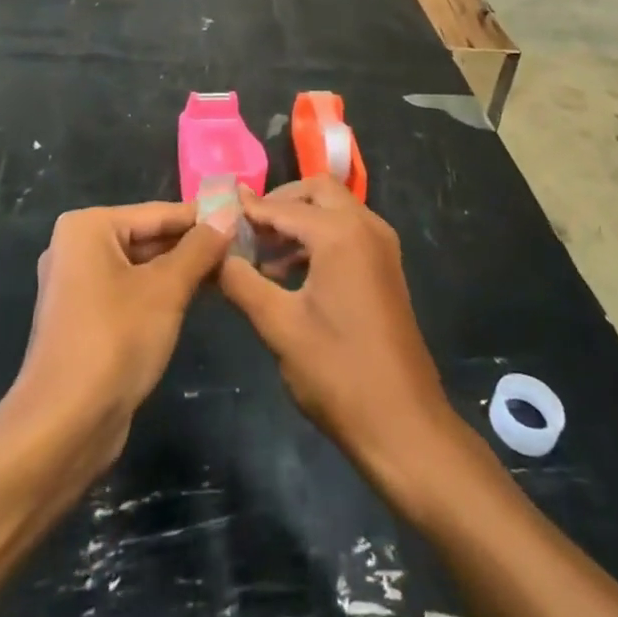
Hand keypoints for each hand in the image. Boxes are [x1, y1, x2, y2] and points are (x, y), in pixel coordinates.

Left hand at [9, 201, 231, 465]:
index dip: (203, 218)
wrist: (64, 426)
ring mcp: (77, 285)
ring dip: (181, 270)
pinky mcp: (84, 319)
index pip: (158, 213)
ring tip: (230, 271)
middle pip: (148, 236)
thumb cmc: (115, 340)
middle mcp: (77, 248)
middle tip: (242, 249)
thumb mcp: (167, 289)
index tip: (243, 220)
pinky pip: (130, 292)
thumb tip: (228, 215)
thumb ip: (199, 248)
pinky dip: (161, 293)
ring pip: (141, 266)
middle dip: (193, 246)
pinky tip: (198, 298)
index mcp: (87, 227)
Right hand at [218, 179, 452, 476]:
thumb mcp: (279, 326)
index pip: (283, 206)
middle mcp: (366, 227)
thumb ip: (241, 282)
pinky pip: (348, 233)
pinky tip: (289, 275)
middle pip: (317, 192)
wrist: (403, 424)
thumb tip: (214, 255)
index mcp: (341, 233)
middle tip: (245, 229)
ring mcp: (381, 247)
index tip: (215, 212)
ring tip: (260, 256)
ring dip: (299, 222)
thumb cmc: (338, 372)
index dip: (248, 209)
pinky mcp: (385, 269)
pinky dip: (318, 239)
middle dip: (280, 203)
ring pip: (334, 211)